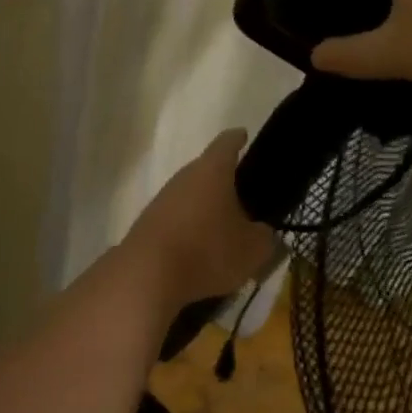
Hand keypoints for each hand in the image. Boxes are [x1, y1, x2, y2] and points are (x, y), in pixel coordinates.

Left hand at [120, 129, 275, 313]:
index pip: (226, 143)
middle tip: (244, 197)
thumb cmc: (208, 251)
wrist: (147, 276)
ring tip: (224, 232)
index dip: (237, 139)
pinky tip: (200, 251)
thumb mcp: (252, 249)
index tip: (243, 136)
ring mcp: (162, 199)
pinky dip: (190, 229)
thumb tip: (261, 232)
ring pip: (190, 196)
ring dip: (206, 209)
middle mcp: (184, 177)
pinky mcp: (148, 224)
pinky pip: (177, 219)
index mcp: (212, 171)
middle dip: (224, 182)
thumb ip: (264, 236)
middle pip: (206, 170)